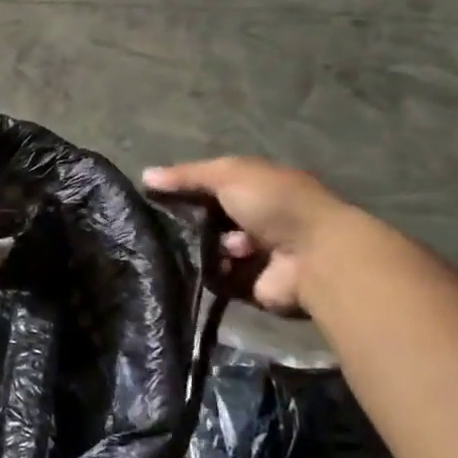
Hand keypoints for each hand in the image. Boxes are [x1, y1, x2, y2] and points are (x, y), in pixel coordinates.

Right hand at [142, 157, 352, 316]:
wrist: (314, 255)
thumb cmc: (274, 203)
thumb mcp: (228, 174)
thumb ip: (186, 175)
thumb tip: (144, 175)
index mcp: (258, 187)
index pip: (213, 185)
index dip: (186, 187)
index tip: (156, 193)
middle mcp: (258, 218)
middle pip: (209, 218)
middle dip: (191, 220)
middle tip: (169, 222)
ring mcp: (256, 253)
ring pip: (210, 248)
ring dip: (205, 246)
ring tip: (209, 246)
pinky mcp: (250, 284)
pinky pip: (217, 277)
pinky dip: (212, 272)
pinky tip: (214, 266)